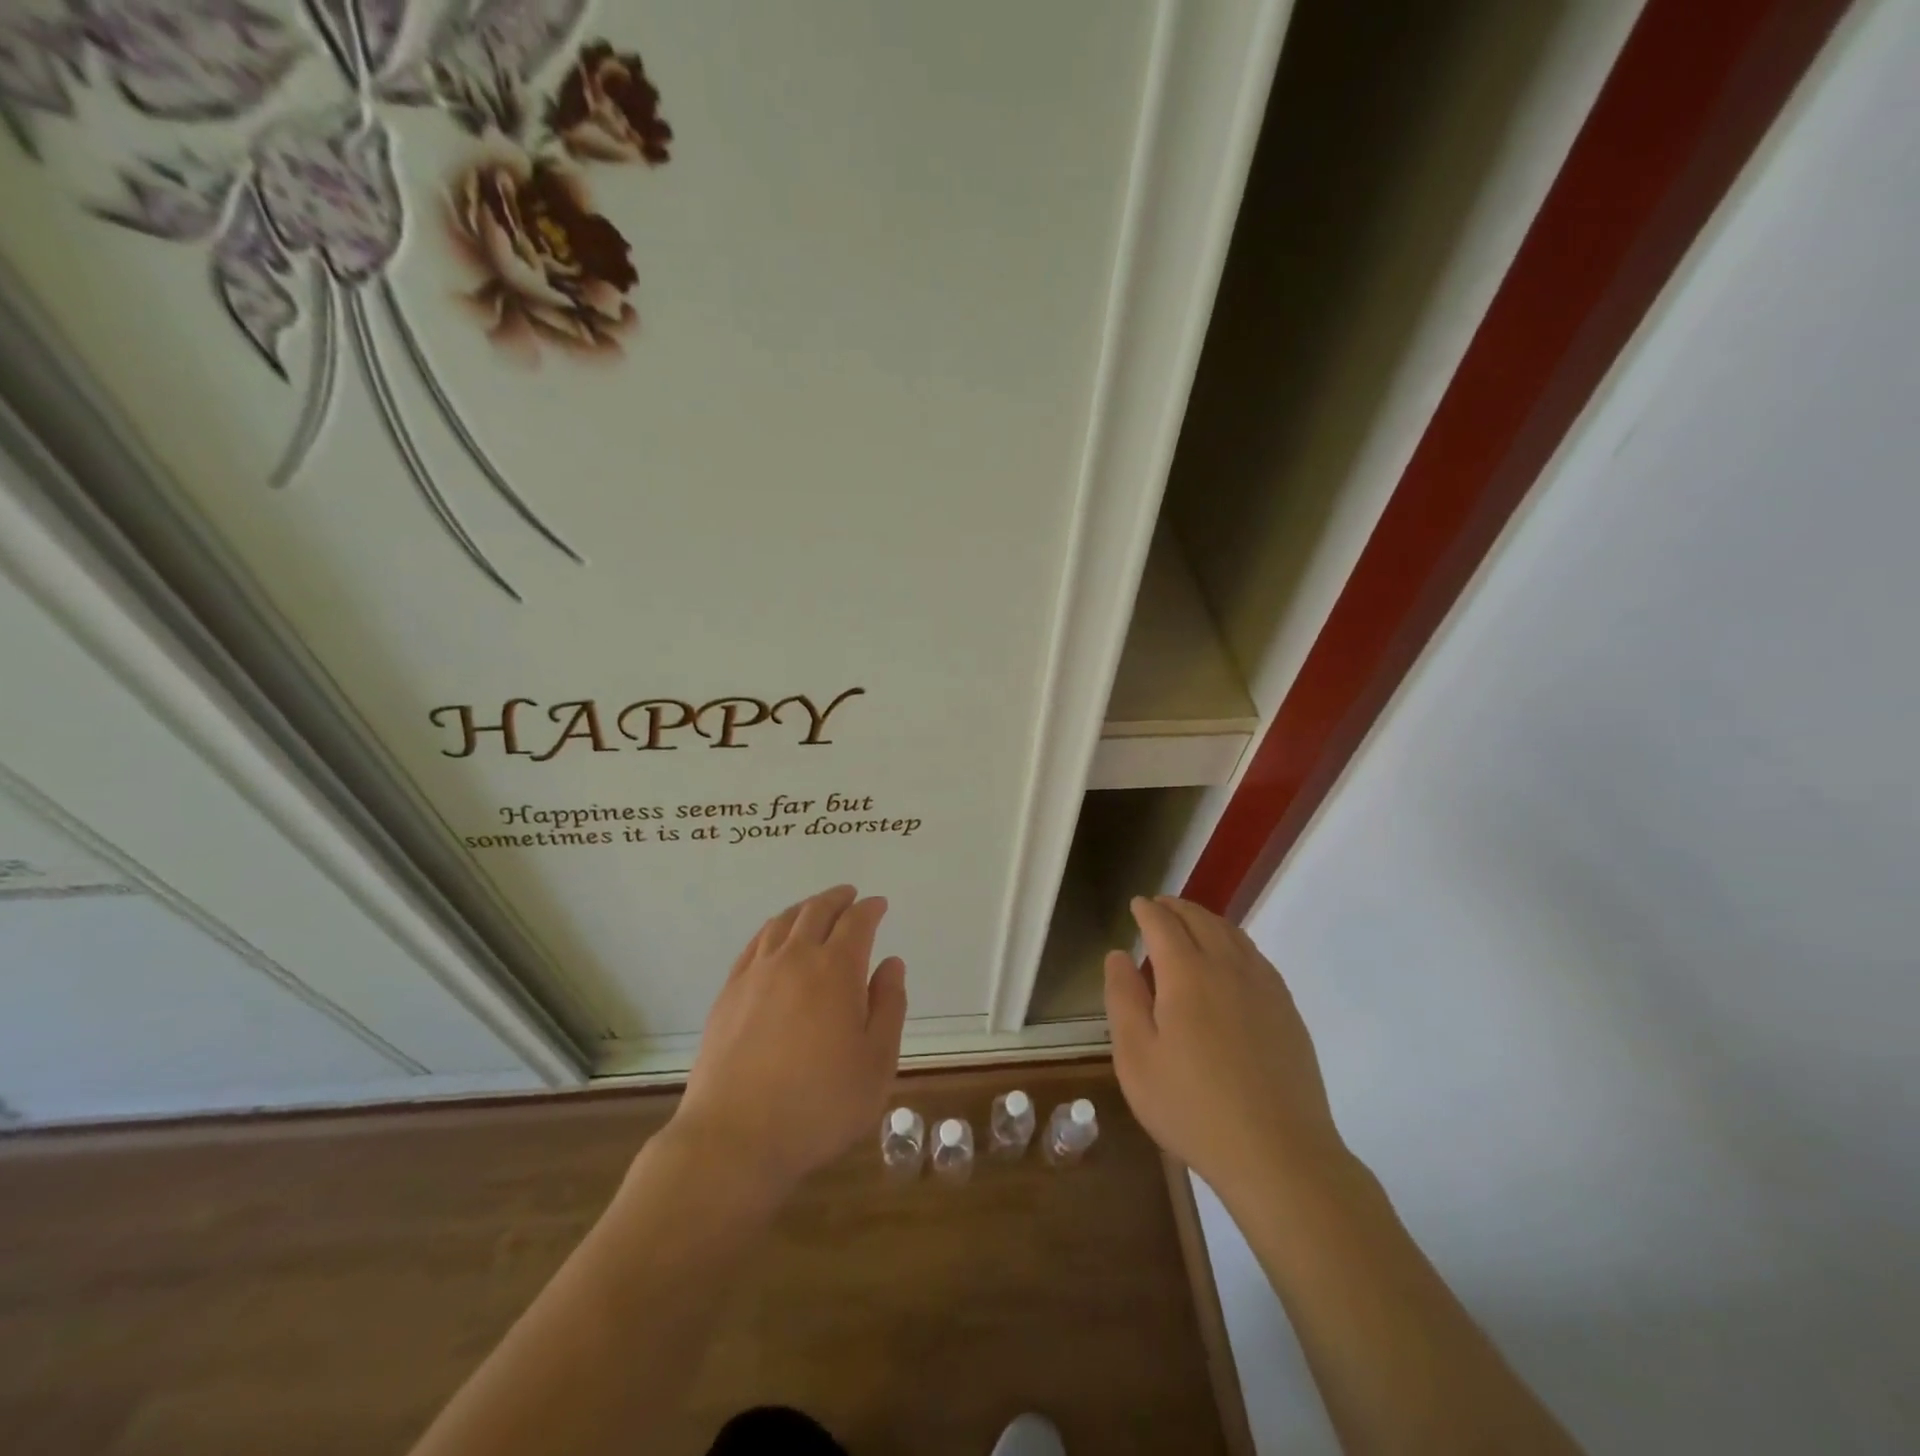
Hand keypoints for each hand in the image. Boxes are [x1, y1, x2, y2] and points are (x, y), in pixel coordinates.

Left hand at [670, 885, 907, 1202]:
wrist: (735, 1138)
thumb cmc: (820, 1105)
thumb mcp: (877, 1063)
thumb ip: (888, 1006)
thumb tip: (891, 963)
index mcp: (836, 970)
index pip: (856, 922)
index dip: (871, 909)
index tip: (880, 905)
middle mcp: (794, 959)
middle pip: (816, 911)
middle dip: (837, 899)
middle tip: (850, 895)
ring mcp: (755, 974)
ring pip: (782, 923)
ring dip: (804, 908)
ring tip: (815, 909)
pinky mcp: (728, 993)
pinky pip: (754, 944)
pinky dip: (772, 929)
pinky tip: (775, 938)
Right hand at [1105, 895, 1349, 1204]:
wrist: (1279, 1154)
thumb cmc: (1193, 1108)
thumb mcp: (1136, 1059)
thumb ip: (1123, 999)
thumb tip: (1119, 955)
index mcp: (1186, 974)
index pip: (1163, 925)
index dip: (1148, 910)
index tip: (1137, 904)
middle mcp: (1227, 967)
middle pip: (1201, 920)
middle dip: (1177, 907)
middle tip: (1160, 906)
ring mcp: (1263, 987)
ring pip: (1232, 934)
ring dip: (1207, 920)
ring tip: (1191, 923)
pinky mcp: (1286, 1010)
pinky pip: (1256, 957)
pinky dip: (1235, 942)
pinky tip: (1231, 958)